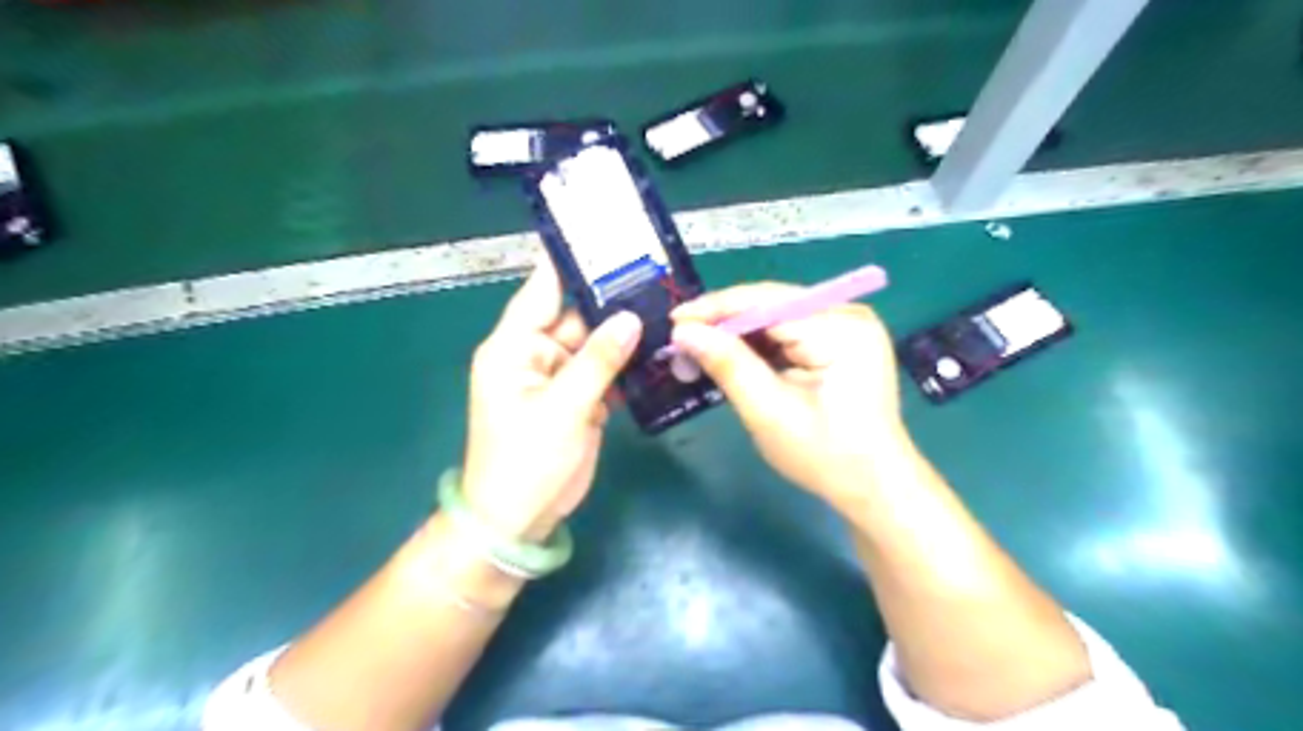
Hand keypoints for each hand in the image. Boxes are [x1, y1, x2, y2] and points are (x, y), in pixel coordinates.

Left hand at [464, 259, 638, 538]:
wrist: (518, 520)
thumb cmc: (526, 461)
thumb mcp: (563, 407)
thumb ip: (598, 360)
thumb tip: (631, 317)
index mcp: (514, 347)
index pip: (541, 290)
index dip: (568, 261)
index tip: (601, 232)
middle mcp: (535, 354)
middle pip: (576, 315)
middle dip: (611, 297)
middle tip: (655, 272)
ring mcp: (559, 377)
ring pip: (595, 343)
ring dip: (624, 331)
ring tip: (665, 303)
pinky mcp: (578, 399)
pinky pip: (604, 370)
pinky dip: (626, 363)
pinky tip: (658, 347)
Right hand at [670, 283, 907, 503]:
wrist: (875, 487)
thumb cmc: (826, 457)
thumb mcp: (769, 413)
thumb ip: (728, 365)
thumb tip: (683, 332)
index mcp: (841, 329)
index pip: (766, 302)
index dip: (716, 309)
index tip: (674, 322)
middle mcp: (848, 314)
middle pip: (771, 304)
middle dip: (724, 321)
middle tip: (680, 339)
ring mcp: (848, 325)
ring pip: (776, 315)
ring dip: (737, 332)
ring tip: (697, 349)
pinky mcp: (841, 339)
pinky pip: (789, 330)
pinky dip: (758, 343)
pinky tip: (731, 355)